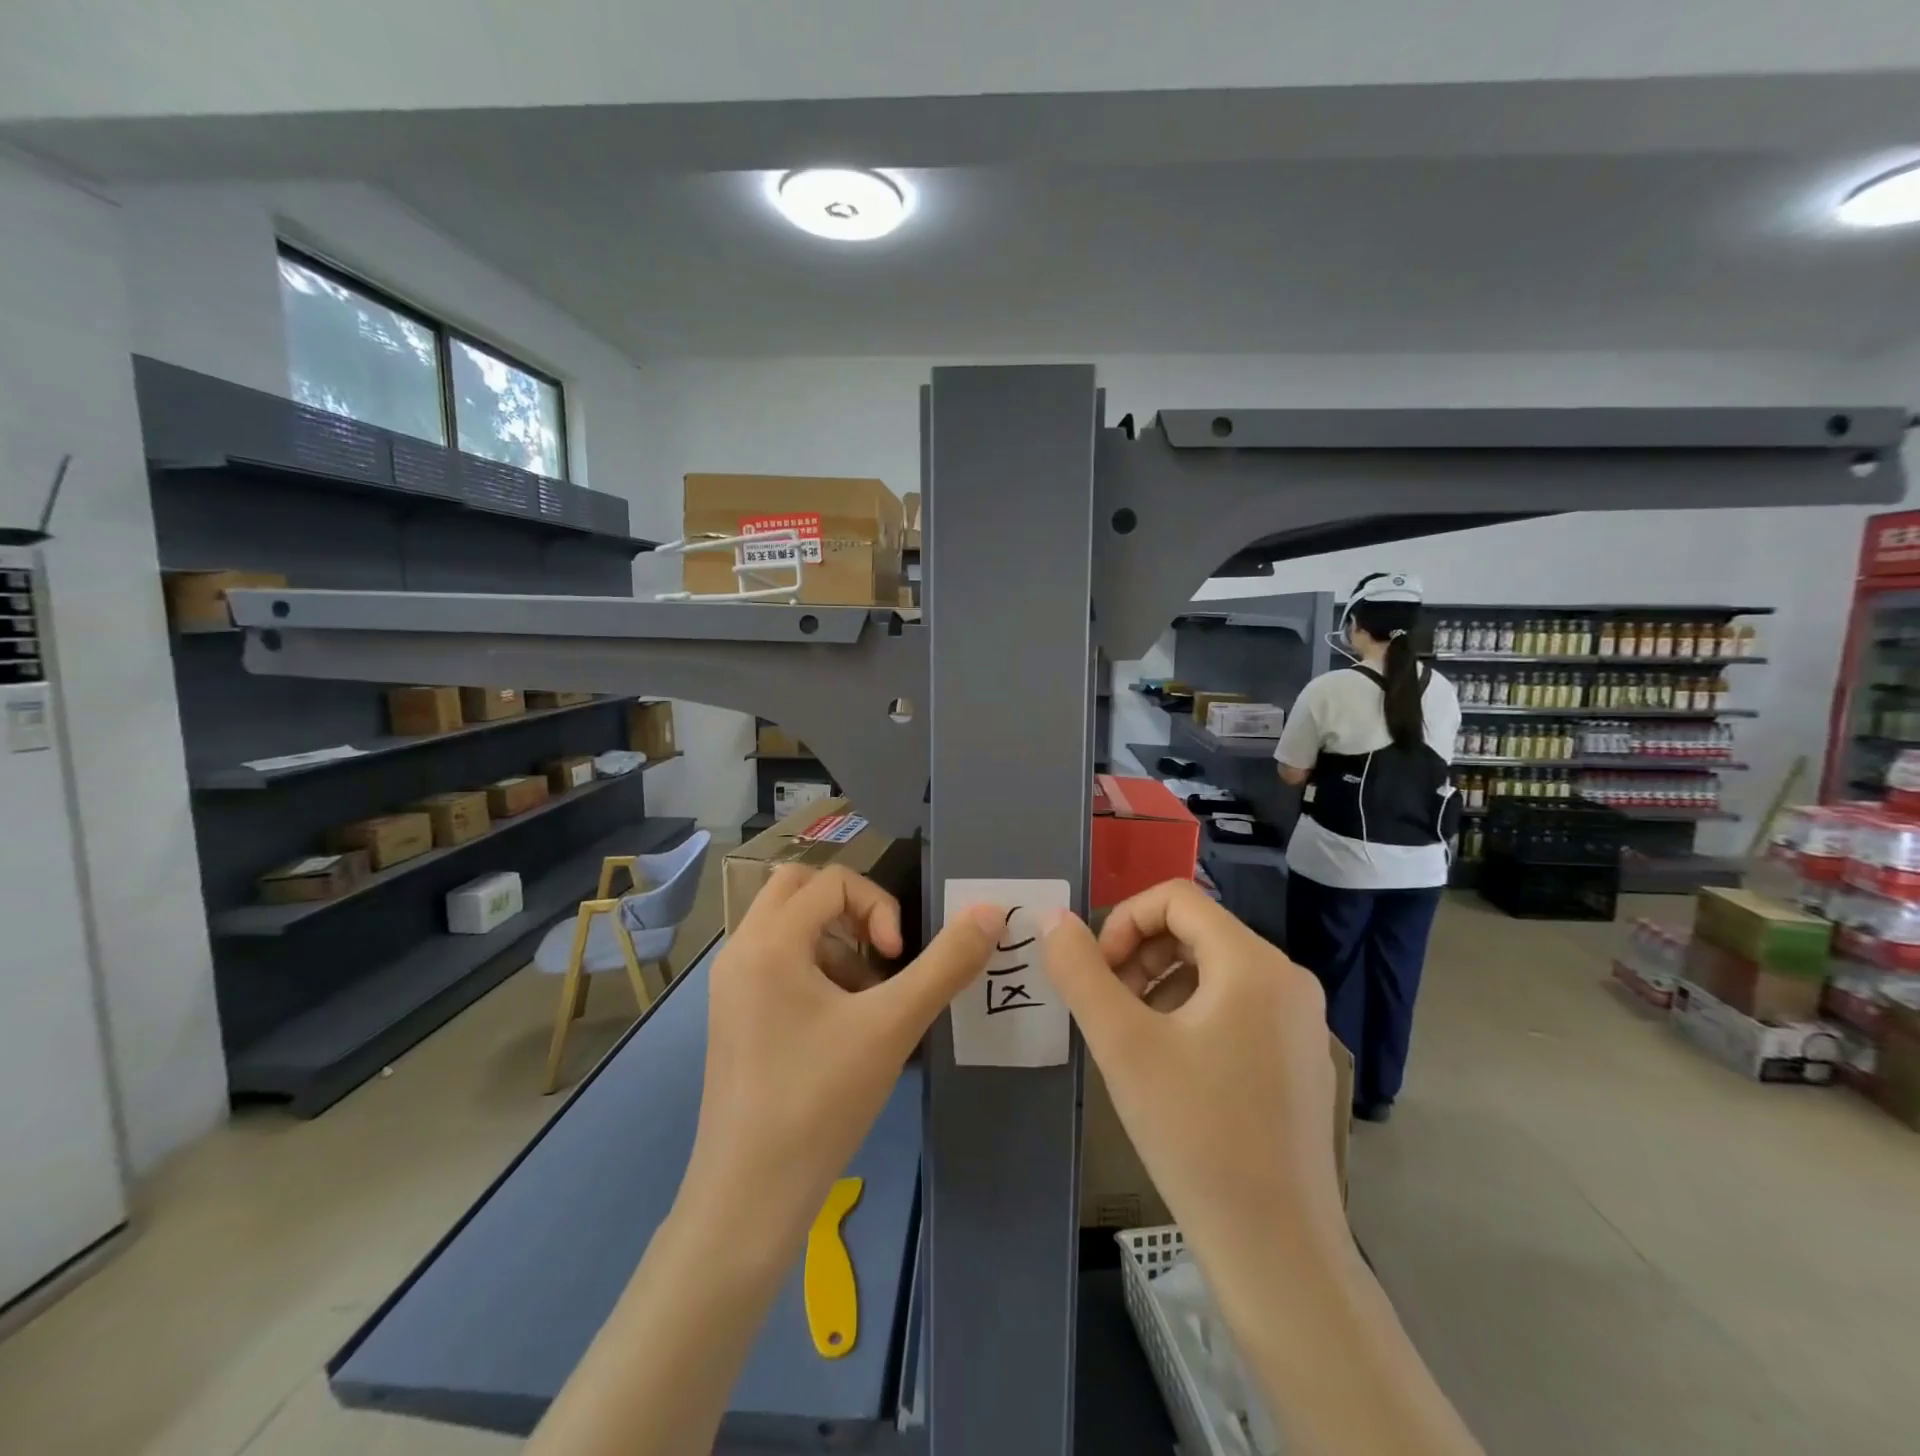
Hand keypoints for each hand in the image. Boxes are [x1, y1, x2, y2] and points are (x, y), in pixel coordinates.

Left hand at [684, 865, 1000, 1249]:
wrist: (748, 1199)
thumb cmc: (819, 1102)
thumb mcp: (892, 1027)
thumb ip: (946, 964)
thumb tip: (991, 911)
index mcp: (768, 942)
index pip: (832, 880)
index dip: (879, 906)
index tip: (896, 959)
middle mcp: (740, 951)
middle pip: (798, 888)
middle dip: (849, 910)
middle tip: (879, 953)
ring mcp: (731, 985)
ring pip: (786, 925)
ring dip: (833, 940)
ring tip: (864, 999)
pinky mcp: (734, 1015)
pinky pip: (776, 961)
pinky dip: (814, 969)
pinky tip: (839, 1026)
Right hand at [1042, 880, 1345, 1252]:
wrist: (1278, 1251)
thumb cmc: (1196, 1135)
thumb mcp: (1123, 1045)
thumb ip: (1080, 972)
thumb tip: (1053, 920)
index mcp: (1253, 963)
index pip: (1176, 898)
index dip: (1124, 921)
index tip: (1098, 973)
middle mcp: (1287, 978)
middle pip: (1195, 930)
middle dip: (1140, 956)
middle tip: (1108, 1009)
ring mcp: (1299, 1019)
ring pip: (1213, 969)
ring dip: (1160, 985)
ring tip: (1133, 1039)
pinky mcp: (1299, 1055)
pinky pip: (1236, 1004)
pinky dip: (1192, 1013)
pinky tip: (1171, 1067)